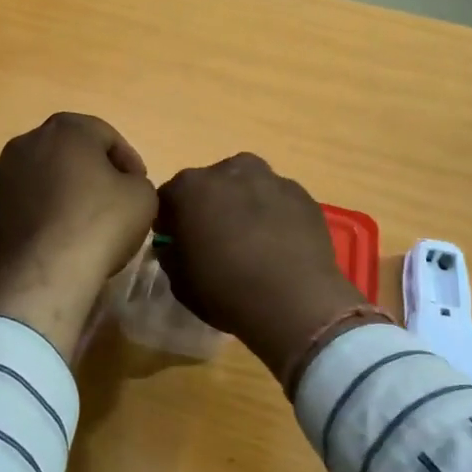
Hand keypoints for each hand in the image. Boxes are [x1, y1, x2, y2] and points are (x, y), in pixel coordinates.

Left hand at [0, 114, 157, 358]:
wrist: (45, 273)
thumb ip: (135, 181)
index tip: (138, 185)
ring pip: (34, 179)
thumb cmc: (100, 223)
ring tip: (74, 224)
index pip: (105, 135)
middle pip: (65, 153)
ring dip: (53, 194)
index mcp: (66, 130)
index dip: (127, 159)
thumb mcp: (143, 197)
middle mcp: (25, 144)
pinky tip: (44, 240)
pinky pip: (12, 210)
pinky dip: (27, 219)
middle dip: (86, 172)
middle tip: (108, 200)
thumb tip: (122, 186)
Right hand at [154, 154, 373, 383]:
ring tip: (253, 241)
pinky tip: (280, 244)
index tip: (178, 242)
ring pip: (248, 186)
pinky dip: (274, 214)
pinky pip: (278, 200)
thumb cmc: (226, 290)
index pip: (169, 197)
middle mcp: (230, 170)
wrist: (295, 301)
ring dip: (244, 205)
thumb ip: (172, 253)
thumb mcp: (180, 282)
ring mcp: (270, 178)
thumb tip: (175, 245)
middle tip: (217, 240)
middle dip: (210, 206)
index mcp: (191, 187)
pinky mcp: (302, 194)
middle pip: (211, 185)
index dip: (171, 220)